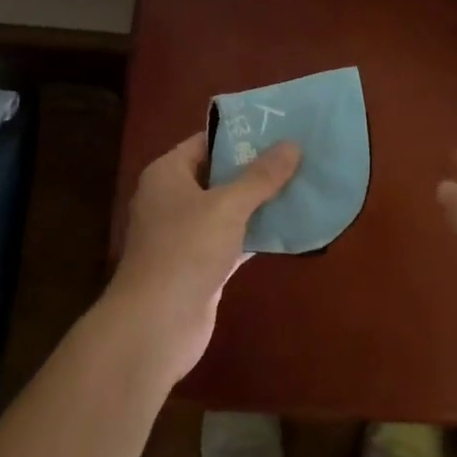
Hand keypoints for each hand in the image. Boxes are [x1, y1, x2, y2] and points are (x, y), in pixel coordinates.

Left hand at [104, 132, 299, 387]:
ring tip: (302, 185)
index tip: (279, 129)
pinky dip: (256, 234)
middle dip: (257, 169)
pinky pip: (233, 240)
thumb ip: (261, 176)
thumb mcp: (228, 206)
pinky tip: (290, 227)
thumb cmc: (185, 251)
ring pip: (228, 210)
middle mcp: (173, 199)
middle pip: (219, 175)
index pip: (206, 142)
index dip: (241, 135)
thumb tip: (292, 144)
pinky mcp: (199, 266)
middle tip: (298, 155)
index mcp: (168, 174)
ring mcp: (185, 235)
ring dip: (260, 203)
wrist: (154, 327)